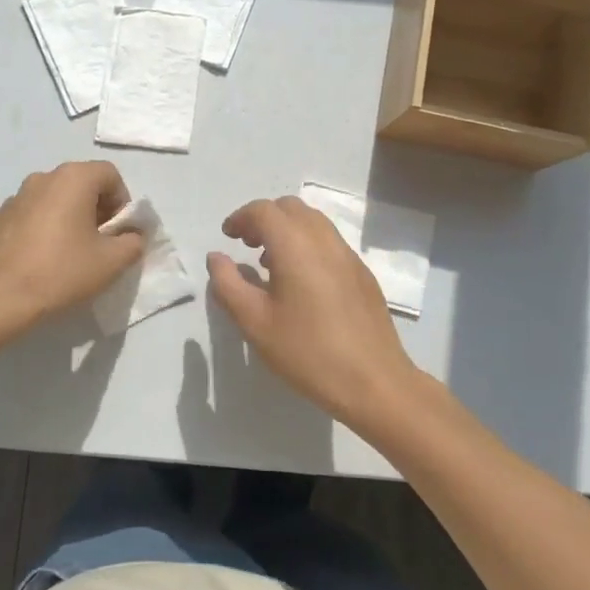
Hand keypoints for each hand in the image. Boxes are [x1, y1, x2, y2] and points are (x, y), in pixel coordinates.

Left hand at [0, 161, 145, 349]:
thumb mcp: (112, 262)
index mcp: (73, 178)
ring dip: (67, 217)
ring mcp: (15, 196)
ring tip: (67, 252)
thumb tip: (132, 235)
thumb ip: (133, 242)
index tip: (118, 232)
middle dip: (95, 208)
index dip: (121, 202)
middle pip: (81, 183)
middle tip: (98, 243)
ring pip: (53, 199)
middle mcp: (43, 177)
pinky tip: (39, 259)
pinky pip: (30, 215)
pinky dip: (41, 228)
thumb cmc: (62, 272)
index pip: (110, 175)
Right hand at [206, 195, 421, 431]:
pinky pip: (329, 241)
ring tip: (272, 264)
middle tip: (248, 246)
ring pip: (313, 222)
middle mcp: (323, 239)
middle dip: (264, 219)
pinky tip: (303, 282)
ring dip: (287, 230)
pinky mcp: (362, 272)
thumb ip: (228, 284)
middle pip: (290, 208)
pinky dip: (308, 244)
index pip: (263, 210)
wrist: (374, 381)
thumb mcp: (255, 322)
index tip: (228, 237)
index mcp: (295, 244)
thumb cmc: (307, 351)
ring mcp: (347, 254)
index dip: (241, 218)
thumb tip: (216, 257)